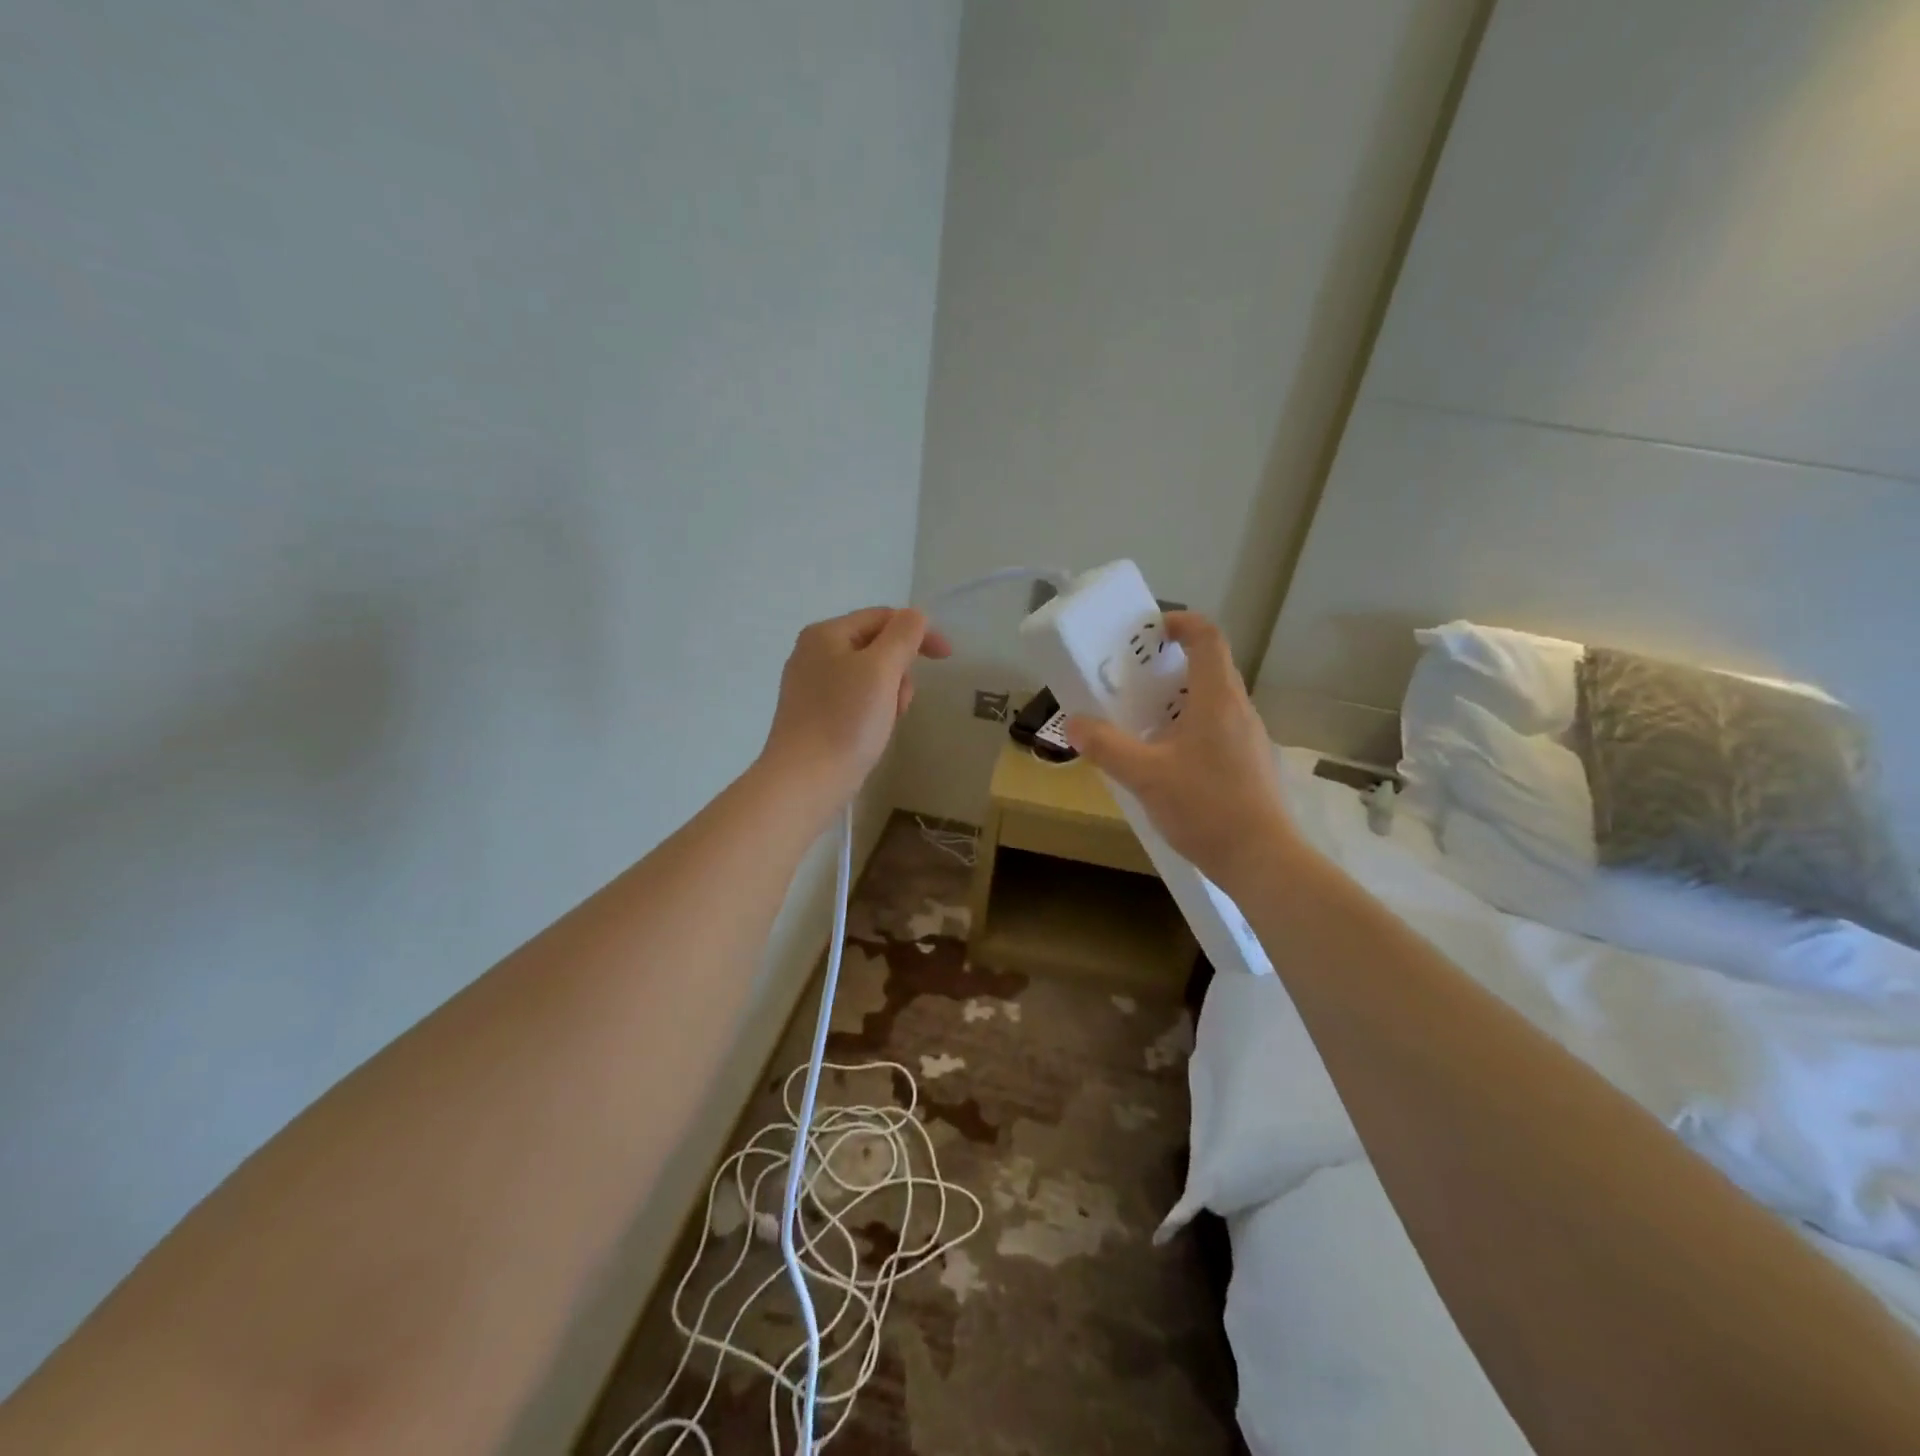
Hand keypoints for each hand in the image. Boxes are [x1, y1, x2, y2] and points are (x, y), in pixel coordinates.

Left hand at [758, 606, 950, 813]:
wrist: (805, 781)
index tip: (947, 657)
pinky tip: (872, 732)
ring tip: (887, 721)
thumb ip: (903, 635)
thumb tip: (916, 616)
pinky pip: (854, 700)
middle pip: (875, 646)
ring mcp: (810, 685)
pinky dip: (872, 709)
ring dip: (889, 692)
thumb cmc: (846, 721)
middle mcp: (813, 653)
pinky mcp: (813, 715)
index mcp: (825, 634)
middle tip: (903, 701)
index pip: (882, 617)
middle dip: (900, 669)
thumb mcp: (881, 670)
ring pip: (868, 676)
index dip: (919, 631)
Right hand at [1065, 612, 1298, 891]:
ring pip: (1212, 701)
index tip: (1151, 630)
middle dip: (1170, 665)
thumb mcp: (1144, 776)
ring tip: (1142, 721)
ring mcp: (1250, 737)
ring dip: (1178, 700)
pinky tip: (1166, 760)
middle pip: (1209, 667)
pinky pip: (1218, 728)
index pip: (1208, 637)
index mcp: (1217, 698)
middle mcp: (1239, 709)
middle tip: (1133, 679)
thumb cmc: (1205, 807)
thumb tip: (1074, 723)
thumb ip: (1106, 747)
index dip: (1181, 622)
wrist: (1262, 859)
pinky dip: (1190, 727)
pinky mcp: (1251, 763)